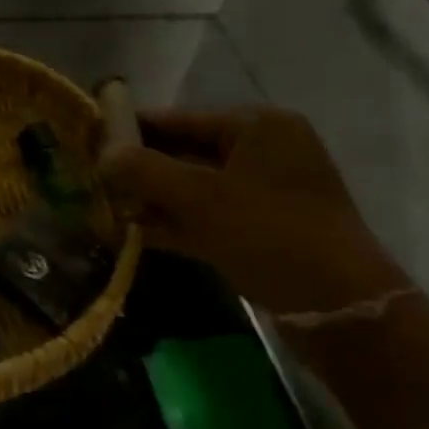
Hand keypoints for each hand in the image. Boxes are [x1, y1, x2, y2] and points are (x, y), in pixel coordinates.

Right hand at [101, 107, 408, 315]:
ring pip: (191, 188)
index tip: (88, 139)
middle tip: (89, 178)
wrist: (341, 310)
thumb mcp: (201, 198)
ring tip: (101, 207)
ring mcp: (262, 193)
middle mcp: (261, 152)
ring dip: (150, 199)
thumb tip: (101, 154)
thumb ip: (144, 170)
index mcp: (256, 127)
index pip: (178, 118)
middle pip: (183, 152)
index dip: (131, 128)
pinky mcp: (258, 230)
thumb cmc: (271, 235)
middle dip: (137, 168)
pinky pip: (204, 216)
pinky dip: (171, 223)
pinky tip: (130, 233)